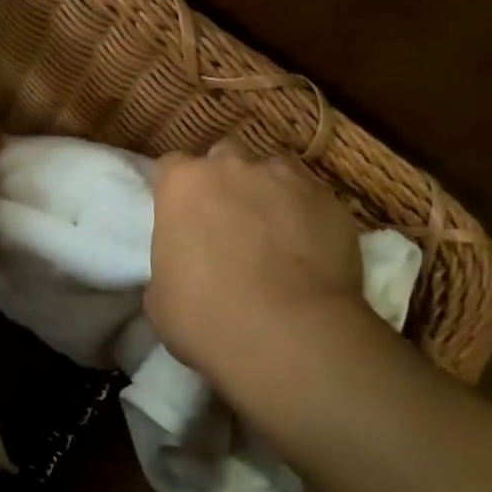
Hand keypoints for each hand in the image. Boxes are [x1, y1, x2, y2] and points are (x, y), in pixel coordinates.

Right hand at [144, 140, 367, 384]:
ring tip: (273, 233)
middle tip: (226, 220)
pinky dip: (306, 215)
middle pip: (224, 156)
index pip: (171, 166)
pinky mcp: (331, 201)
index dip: (176, 190)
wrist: (290, 335)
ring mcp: (287, 179)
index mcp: (183, 185)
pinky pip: (311, 199)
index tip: (179, 215)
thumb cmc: (206, 318)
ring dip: (268, 193)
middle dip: (224, 180)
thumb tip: (181, 270)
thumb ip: (169, 265)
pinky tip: (308, 250)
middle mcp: (233, 168)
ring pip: (273, 171)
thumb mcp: (160, 298)